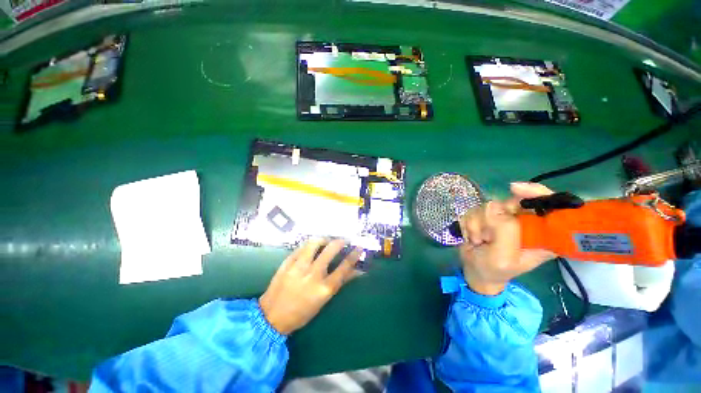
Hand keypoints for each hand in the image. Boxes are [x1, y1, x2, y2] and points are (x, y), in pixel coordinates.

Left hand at [259, 239, 361, 334]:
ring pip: (314, 243)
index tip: (359, 247)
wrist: (271, 316)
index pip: (344, 266)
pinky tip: (312, 245)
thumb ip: (339, 282)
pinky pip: (301, 247)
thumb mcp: (324, 300)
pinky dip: (309, 244)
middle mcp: (313, 274)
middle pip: (331, 250)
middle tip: (343, 240)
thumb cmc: (301, 312)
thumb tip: (356, 271)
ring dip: (324, 239)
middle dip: (340, 241)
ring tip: (327, 240)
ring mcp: (299, 267)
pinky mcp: (287, 263)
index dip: (354, 255)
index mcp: (324, 288)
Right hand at [458, 182, 556, 294]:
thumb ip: (505, 231)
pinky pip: (474, 210)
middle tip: (487, 235)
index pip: (549, 204)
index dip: (536, 192)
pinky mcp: (487, 217)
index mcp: (542, 234)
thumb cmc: (494, 270)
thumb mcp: (503, 256)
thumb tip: (495, 205)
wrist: (474, 271)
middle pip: (511, 201)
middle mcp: (525, 222)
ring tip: (479, 241)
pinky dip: (469, 223)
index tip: (514, 188)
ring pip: (487, 206)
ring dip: (478, 224)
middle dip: (493, 218)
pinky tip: (472, 236)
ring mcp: (504, 218)